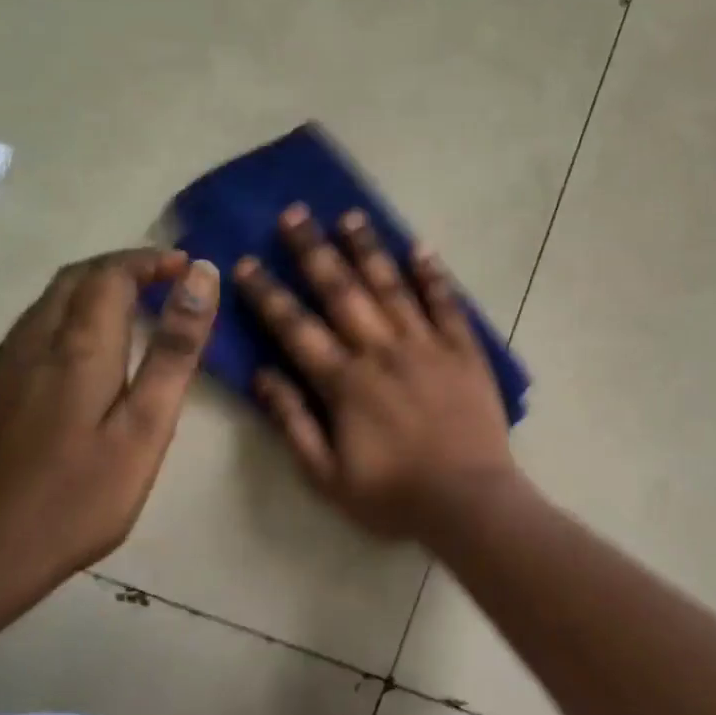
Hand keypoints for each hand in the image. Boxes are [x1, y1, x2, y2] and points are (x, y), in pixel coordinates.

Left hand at [0, 248, 219, 583]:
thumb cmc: (81, 496)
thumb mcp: (146, 426)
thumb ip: (175, 350)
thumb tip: (201, 278)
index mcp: (78, 347)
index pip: (111, 274)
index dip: (151, 261)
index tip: (189, 268)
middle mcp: (33, 342)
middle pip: (76, 278)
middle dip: (124, 267)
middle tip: (169, 280)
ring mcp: (4, 366)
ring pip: (50, 300)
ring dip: (96, 287)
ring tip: (141, 306)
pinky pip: (35, 326)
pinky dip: (72, 312)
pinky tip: (92, 348)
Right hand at [236, 205, 519, 539]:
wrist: (469, 501)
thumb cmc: (395, 496)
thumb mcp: (327, 478)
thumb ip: (293, 424)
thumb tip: (263, 375)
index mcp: (345, 383)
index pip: (296, 328)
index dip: (268, 295)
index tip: (245, 262)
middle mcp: (383, 352)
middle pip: (342, 292)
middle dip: (314, 252)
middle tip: (294, 213)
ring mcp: (427, 346)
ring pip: (392, 287)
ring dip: (368, 249)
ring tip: (350, 215)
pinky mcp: (464, 350)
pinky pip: (447, 304)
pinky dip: (433, 275)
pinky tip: (420, 247)